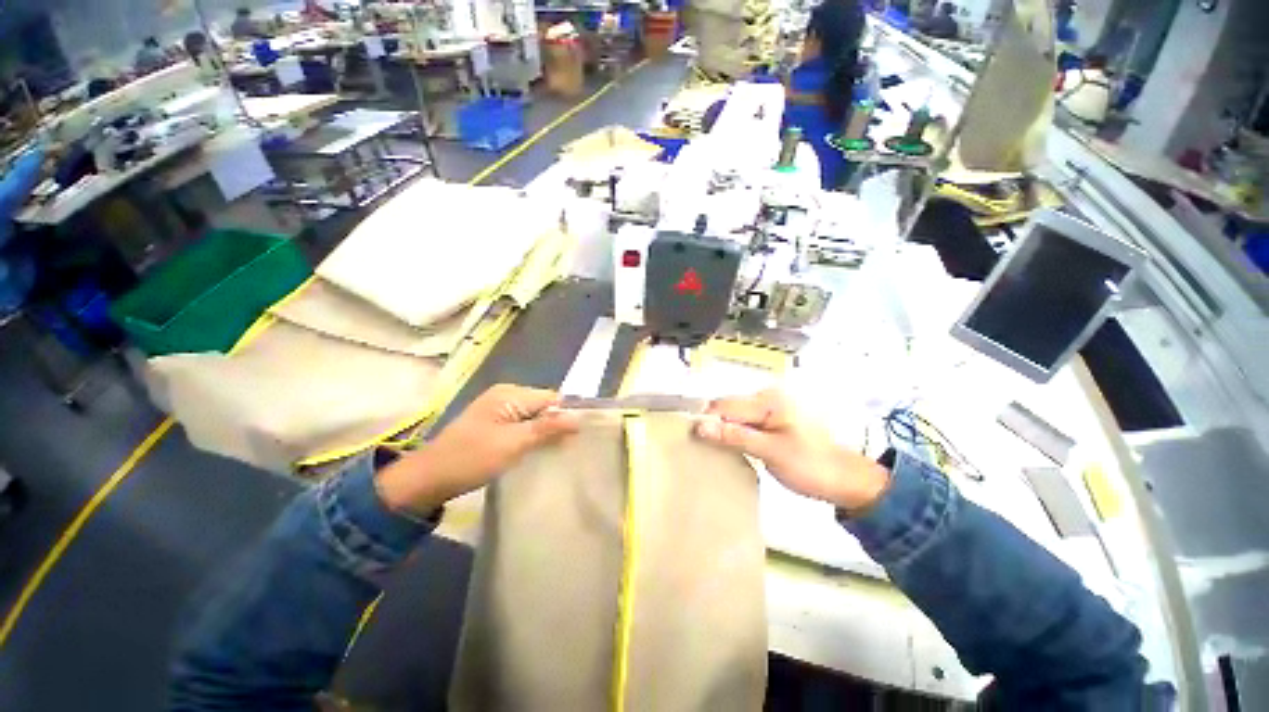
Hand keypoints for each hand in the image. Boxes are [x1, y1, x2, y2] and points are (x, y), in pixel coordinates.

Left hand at [376, 384, 579, 514]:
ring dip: (544, 432)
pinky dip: (531, 436)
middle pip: (544, 406)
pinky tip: (536, 451)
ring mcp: (499, 409)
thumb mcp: (512, 443)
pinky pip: (523, 424)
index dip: (565, 415)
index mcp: (510, 394)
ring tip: (555, 452)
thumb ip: (547, 428)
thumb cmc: (471, 458)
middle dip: (556, 424)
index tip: (577, 438)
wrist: (427, 479)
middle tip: (566, 449)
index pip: (551, 398)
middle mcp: (506, 395)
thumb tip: (578, 418)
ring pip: (534, 416)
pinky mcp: (494, 423)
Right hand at [695, 389, 890, 511]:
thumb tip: (700, 426)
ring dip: (724, 430)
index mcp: (768, 401)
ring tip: (713, 450)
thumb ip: (734, 436)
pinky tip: (731, 448)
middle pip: (728, 407)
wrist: (848, 480)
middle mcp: (767, 398)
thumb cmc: (811, 465)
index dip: (705, 420)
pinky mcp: (774, 420)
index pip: (724, 406)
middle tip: (701, 448)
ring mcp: (771, 409)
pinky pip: (746, 422)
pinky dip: (736, 433)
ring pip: (735, 415)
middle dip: (713, 424)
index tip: (691, 440)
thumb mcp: (770, 452)